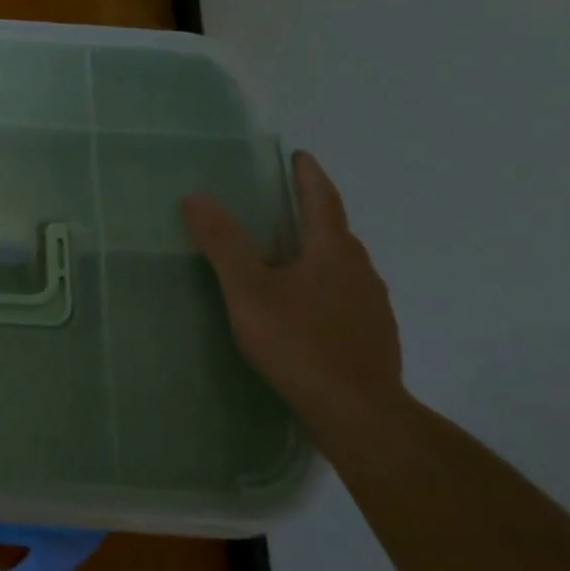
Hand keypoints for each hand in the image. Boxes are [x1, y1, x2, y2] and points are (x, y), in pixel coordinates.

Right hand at [182, 151, 403, 428]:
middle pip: (336, 232)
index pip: (322, 199)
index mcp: (332, 251)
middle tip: (284, 207)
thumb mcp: (248, 290)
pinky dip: (325, 288)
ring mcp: (372, 306)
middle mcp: (360, 271)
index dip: (308, 175)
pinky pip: (347, 297)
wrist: (358, 414)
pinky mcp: (374, 337)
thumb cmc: (299, 342)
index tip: (299, 156)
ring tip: (289, 258)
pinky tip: (306, 309)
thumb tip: (195, 197)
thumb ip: (222, 243)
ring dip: (319, 253)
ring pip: (343, 267)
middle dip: (312, 214)